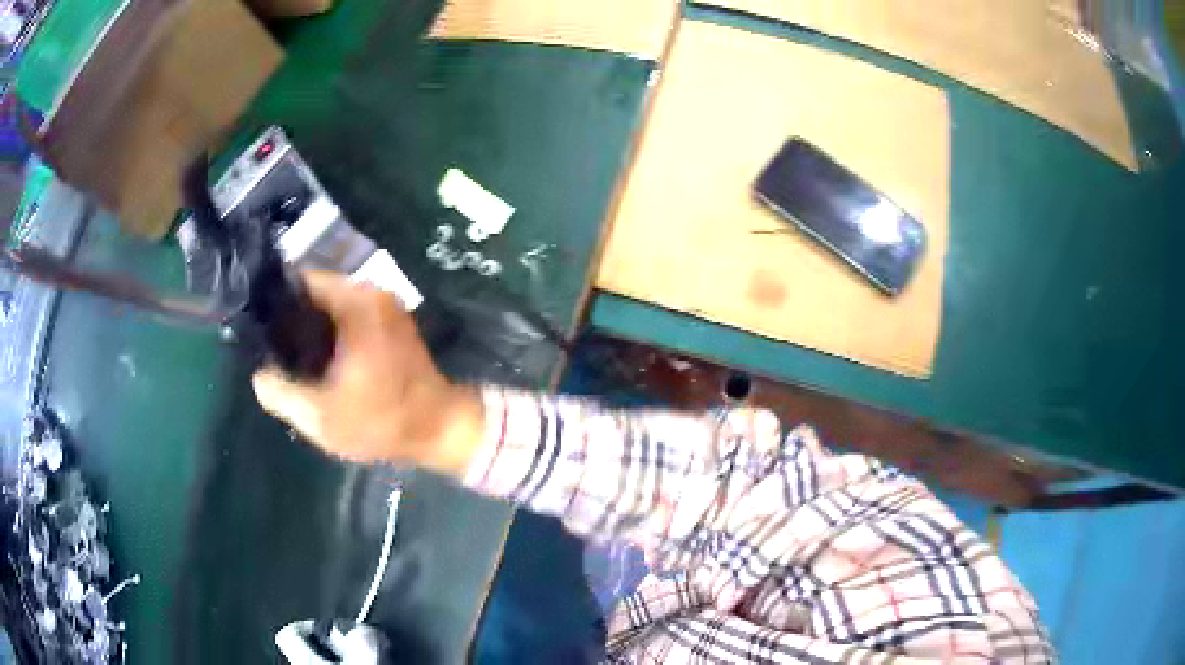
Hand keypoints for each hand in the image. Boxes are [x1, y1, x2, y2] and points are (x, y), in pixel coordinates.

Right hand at [252, 270, 484, 475]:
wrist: (442, 430)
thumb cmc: (382, 421)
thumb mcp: (321, 417)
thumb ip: (280, 393)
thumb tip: (260, 375)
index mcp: (355, 302)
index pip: (301, 280)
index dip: (275, 301)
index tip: (259, 326)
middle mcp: (372, 293)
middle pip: (316, 292)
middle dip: (292, 318)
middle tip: (271, 348)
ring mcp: (386, 307)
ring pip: (333, 306)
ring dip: (312, 328)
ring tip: (290, 357)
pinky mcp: (393, 324)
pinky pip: (351, 317)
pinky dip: (333, 333)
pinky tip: (319, 361)